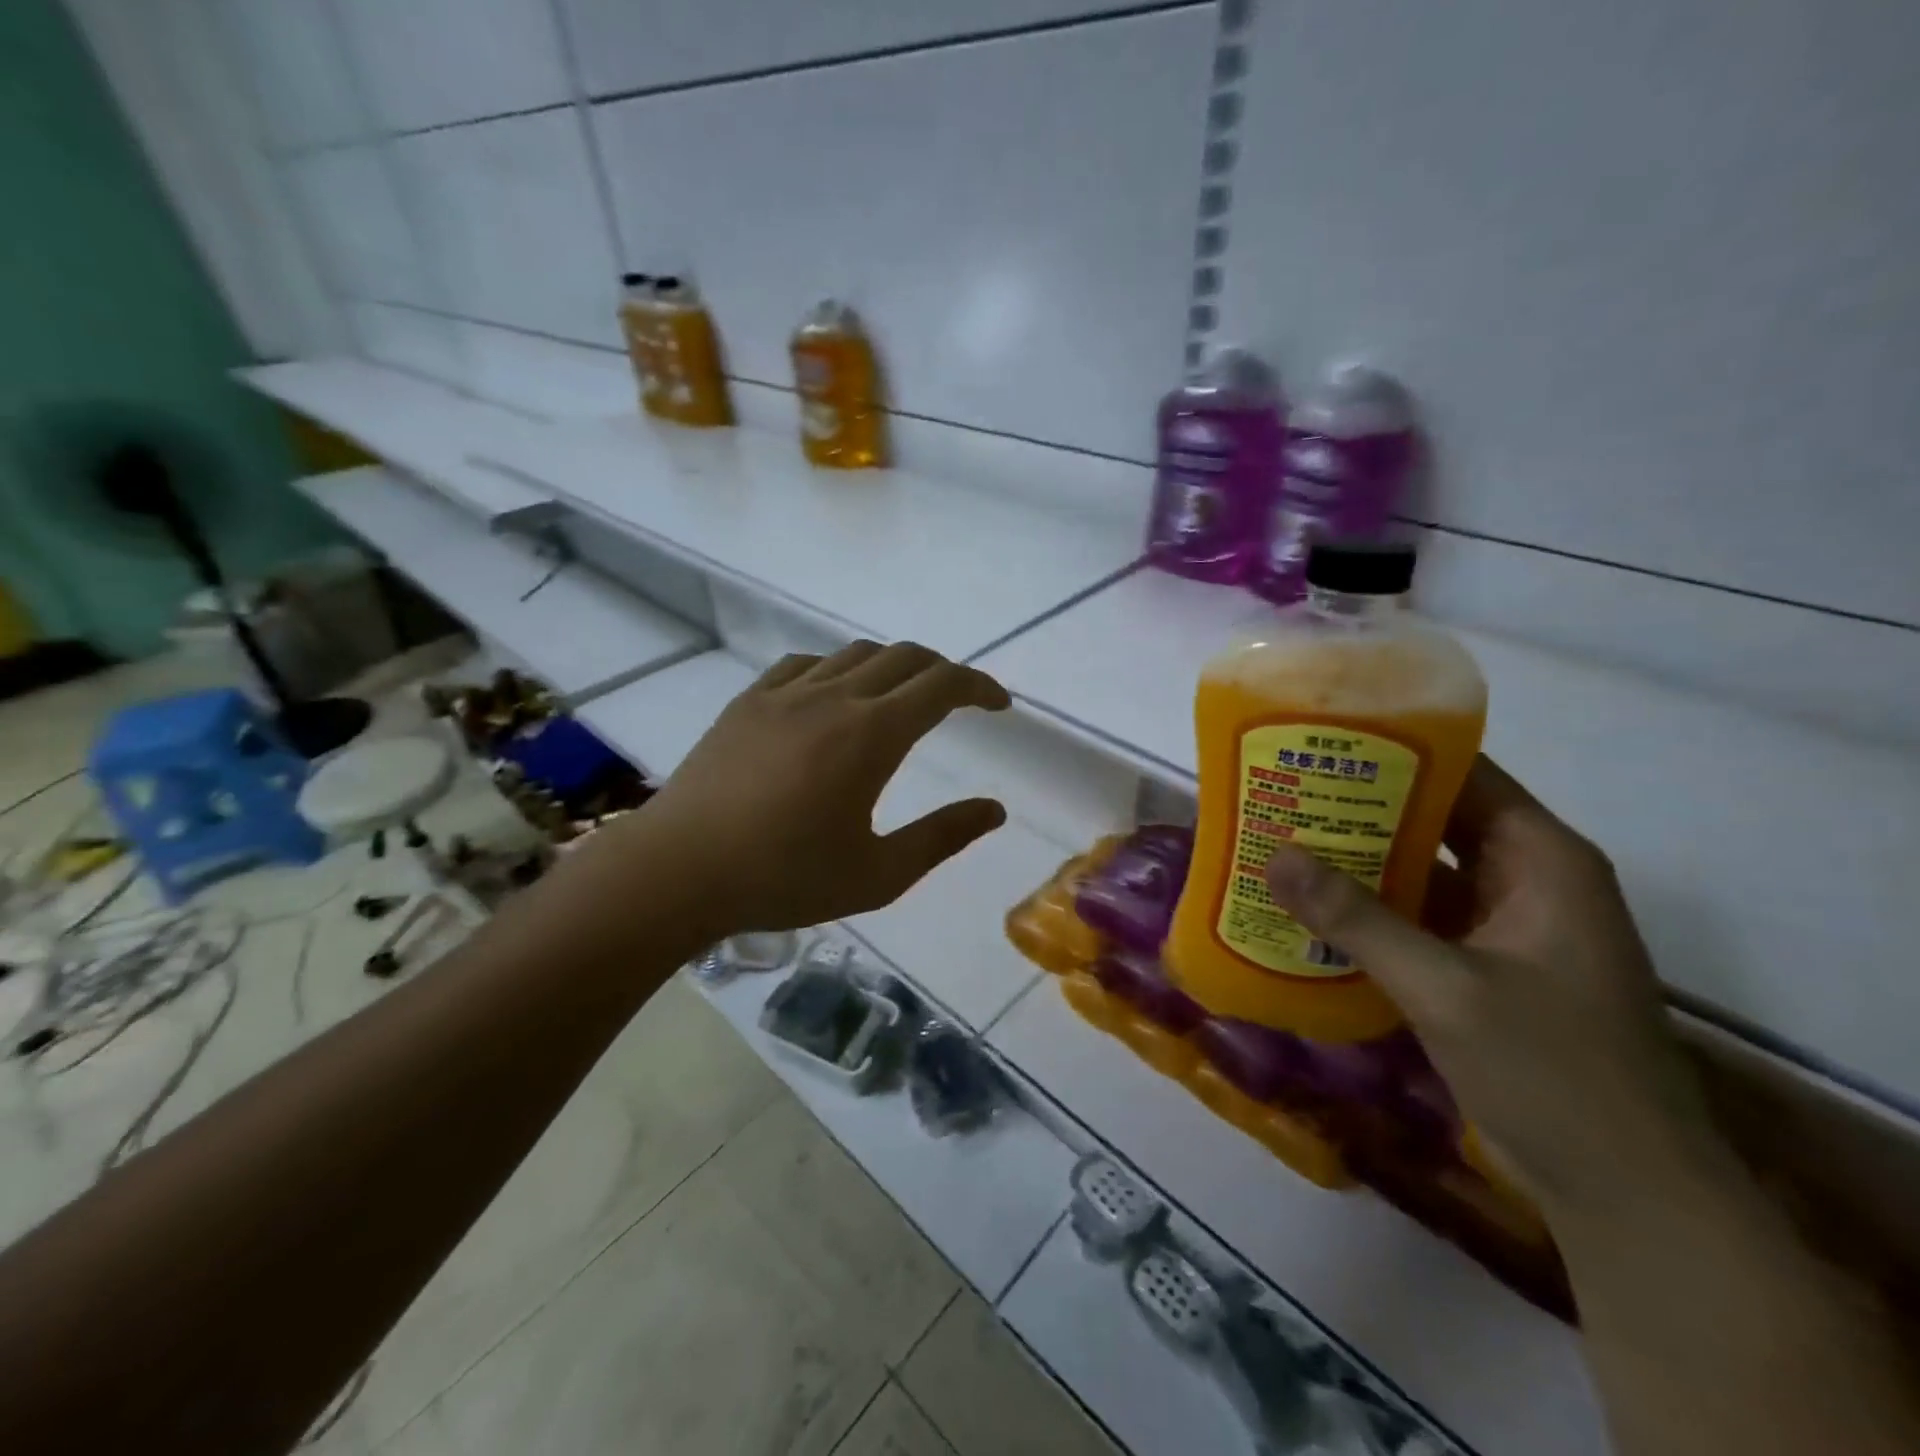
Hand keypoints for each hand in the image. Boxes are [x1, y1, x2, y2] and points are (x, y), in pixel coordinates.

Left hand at [610, 640, 1010, 936]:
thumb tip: (995, 810)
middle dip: (943, 671)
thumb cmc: (784, 878)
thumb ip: (942, 837)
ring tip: (901, 698)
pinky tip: (833, 696)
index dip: (979, 687)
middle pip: (904, 657)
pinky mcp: (748, 702)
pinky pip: (804, 664)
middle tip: (959, 700)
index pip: (942, 686)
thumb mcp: (879, 875)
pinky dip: (837, 669)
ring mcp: (785, 694)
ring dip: (893, 667)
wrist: (679, 871)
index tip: (999, 705)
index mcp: (872, 735)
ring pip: (854, 654)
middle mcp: (834, 698)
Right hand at [1263, 756, 1717, 1218]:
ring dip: (1359, 859)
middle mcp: (1527, 879)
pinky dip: (1371, 909)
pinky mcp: (1485, 966)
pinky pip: (1419, 917)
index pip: (1463, 773)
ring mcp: (1507, 926)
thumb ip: (1357, 919)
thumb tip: (1274, 856)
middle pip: (1435, 818)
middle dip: (1360, 805)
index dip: (1394, 750)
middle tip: (1282, 788)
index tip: (1320, 740)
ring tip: (1281, 838)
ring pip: (1422, 870)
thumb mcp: (1446, 988)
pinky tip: (1311, 907)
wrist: (1626, 1195)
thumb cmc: (1554, 1072)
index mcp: (1542, 859)